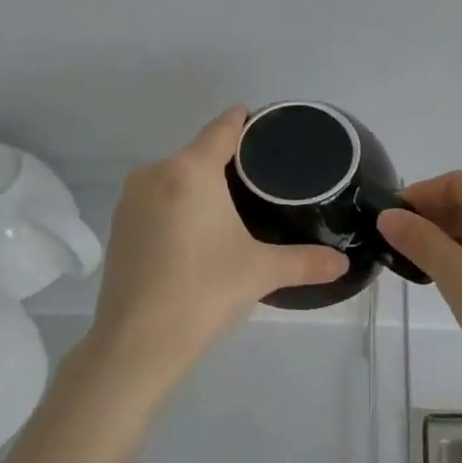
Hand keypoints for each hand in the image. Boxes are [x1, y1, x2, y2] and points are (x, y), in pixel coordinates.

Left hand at [86, 107, 348, 381]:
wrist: (137, 342)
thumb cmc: (204, 292)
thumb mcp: (261, 272)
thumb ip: (306, 261)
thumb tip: (343, 263)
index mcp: (191, 170)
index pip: (224, 127)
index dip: (247, 121)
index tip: (269, 128)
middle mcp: (155, 172)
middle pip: (199, 152)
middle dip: (228, 161)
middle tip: (263, 181)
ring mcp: (130, 199)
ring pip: (175, 176)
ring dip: (200, 184)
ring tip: (233, 206)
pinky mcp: (118, 225)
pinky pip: (156, 199)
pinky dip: (178, 205)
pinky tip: (196, 231)